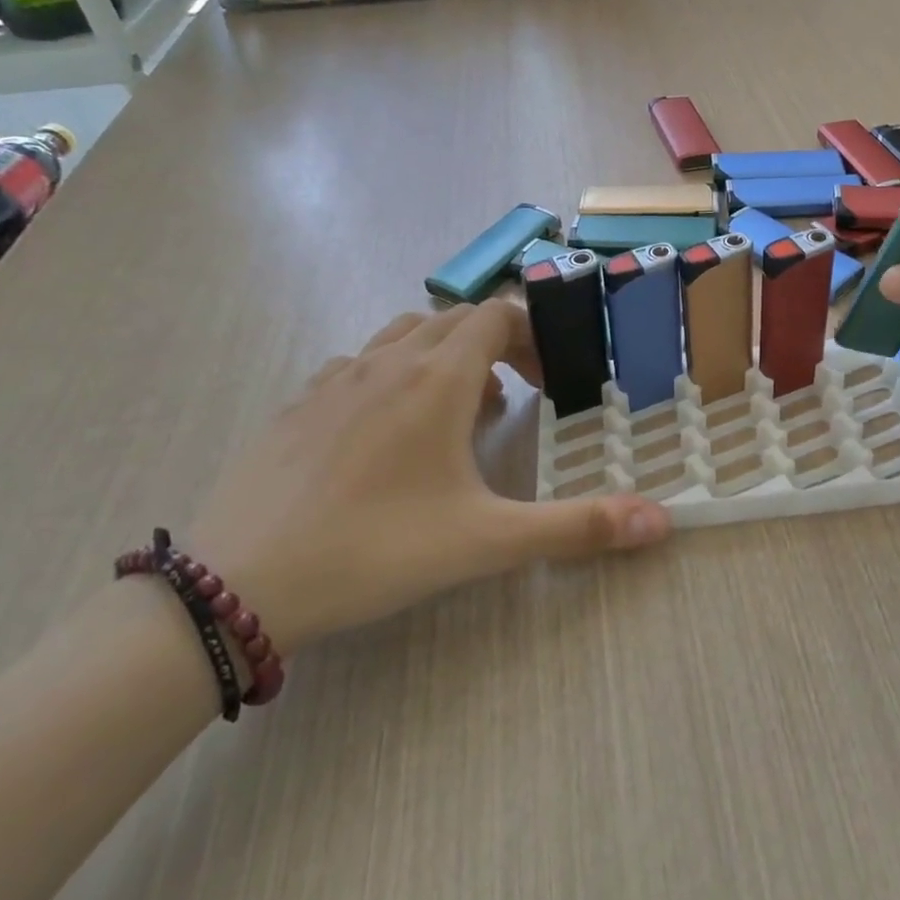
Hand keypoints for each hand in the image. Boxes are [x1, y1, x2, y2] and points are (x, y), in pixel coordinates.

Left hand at [189, 301, 671, 653]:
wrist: (239, 584)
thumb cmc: (376, 550)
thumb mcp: (488, 542)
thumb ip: (578, 528)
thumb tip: (661, 521)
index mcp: (436, 379)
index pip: (496, 315)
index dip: (533, 336)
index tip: (549, 383)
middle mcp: (387, 362)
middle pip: (454, 320)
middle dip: (496, 346)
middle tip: (517, 400)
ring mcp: (335, 379)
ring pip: (403, 336)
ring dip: (442, 357)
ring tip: (457, 413)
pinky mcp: (298, 405)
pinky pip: (358, 365)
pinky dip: (391, 376)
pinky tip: (388, 433)